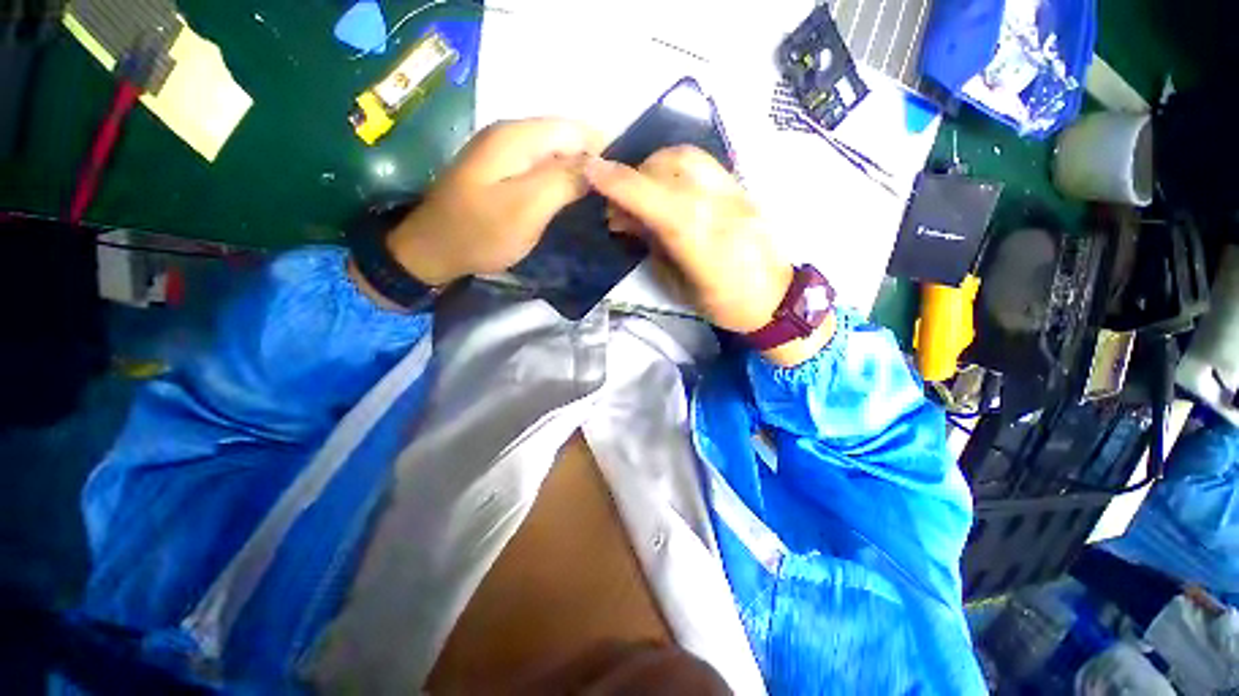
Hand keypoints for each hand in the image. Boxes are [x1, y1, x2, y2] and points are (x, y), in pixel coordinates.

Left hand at [386, 118, 605, 285]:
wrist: (432, 251)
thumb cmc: (481, 233)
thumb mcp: (527, 208)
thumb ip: (564, 181)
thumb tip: (598, 165)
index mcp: (516, 136)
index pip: (575, 129)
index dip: (601, 153)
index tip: (615, 187)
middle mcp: (509, 134)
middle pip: (564, 138)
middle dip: (589, 164)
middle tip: (605, 201)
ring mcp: (502, 152)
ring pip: (554, 154)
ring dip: (575, 175)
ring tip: (592, 203)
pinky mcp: (500, 171)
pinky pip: (540, 168)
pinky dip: (558, 182)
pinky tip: (566, 202)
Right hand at [585, 146, 833, 365]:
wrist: (777, 297)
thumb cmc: (724, 304)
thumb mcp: (680, 285)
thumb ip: (653, 246)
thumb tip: (627, 218)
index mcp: (703, 243)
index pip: (657, 201)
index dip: (621, 184)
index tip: (591, 171)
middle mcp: (720, 208)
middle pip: (669, 167)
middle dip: (634, 175)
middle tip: (620, 202)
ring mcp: (736, 192)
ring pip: (687, 156)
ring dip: (653, 165)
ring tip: (643, 190)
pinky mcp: (742, 187)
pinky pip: (702, 162)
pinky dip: (674, 166)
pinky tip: (668, 185)